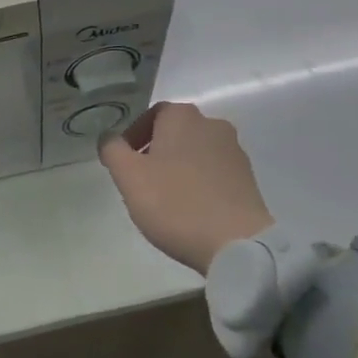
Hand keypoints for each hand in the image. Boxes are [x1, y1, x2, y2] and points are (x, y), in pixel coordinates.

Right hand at [98, 101, 274, 274]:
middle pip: (175, 132)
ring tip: (164, 197)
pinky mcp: (248, 178)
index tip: (123, 161)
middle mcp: (212, 125)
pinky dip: (198, 182)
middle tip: (140, 180)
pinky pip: (213, 172)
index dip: (133, 135)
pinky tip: (190, 208)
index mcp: (182, 116)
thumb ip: (112, 150)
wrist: (237, 243)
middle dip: (155, 151)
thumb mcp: (129, 176)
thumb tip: (108, 137)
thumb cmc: (175, 203)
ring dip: (177, 167)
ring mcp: (235, 151)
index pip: (152, 114)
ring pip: (195, 152)